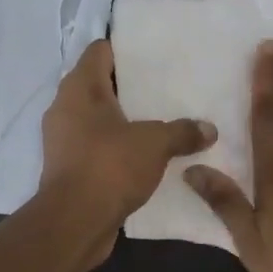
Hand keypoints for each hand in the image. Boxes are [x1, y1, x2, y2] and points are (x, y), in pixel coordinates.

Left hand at [39, 39, 213, 265]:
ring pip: (97, 117)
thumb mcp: (155, 144)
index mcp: (80, 88)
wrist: (74, 223)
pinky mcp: (68, 167)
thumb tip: (210, 129)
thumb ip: (183, 131)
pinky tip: (144, 154)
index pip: (99, 50)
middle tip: (164, 87)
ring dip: (123, 119)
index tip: (153, 54)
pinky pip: (95, 145)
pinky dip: (116, 146)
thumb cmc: (109, 166)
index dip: (125, 48)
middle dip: (129, 86)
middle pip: (98, 84)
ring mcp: (63, 139)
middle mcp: (65, 107)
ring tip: (158, 120)